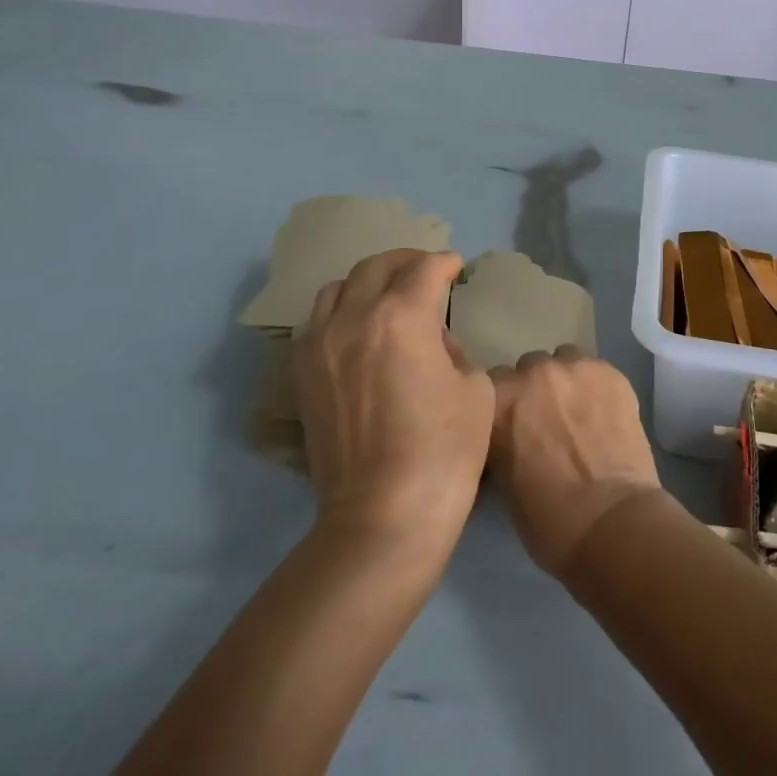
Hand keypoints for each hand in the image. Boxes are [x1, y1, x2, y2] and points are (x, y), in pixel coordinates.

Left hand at [295, 250, 493, 553]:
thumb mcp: (473, 387)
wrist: (384, 515)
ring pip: (337, 289)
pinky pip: (317, 323)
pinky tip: (358, 331)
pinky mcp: (303, 375)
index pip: (425, 269)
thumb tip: (431, 339)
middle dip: (406, 261)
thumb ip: (452, 347)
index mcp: (402, 316)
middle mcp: (354, 318)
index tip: (456, 267)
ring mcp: (320, 345)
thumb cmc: (444, 450)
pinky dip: (341, 313)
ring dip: (367, 283)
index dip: (445, 263)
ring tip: (386, 295)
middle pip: (376, 267)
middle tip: (425, 270)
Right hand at [487, 347, 662, 575]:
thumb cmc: (548, 518)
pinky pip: (595, 370)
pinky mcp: (610, 372)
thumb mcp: (502, 480)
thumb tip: (508, 434)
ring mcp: (574, 367)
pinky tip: (605, 415)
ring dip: (566, 382)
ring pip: (564, 361)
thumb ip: (501, 440)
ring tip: (579, 414)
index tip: (514, 426)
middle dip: (535, 391)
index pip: (491, 386)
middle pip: (528, 368)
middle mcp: (532, 372)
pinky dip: (596, 387)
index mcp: (497, 399)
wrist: (610, 522)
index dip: (505, 407)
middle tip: (548, 422)